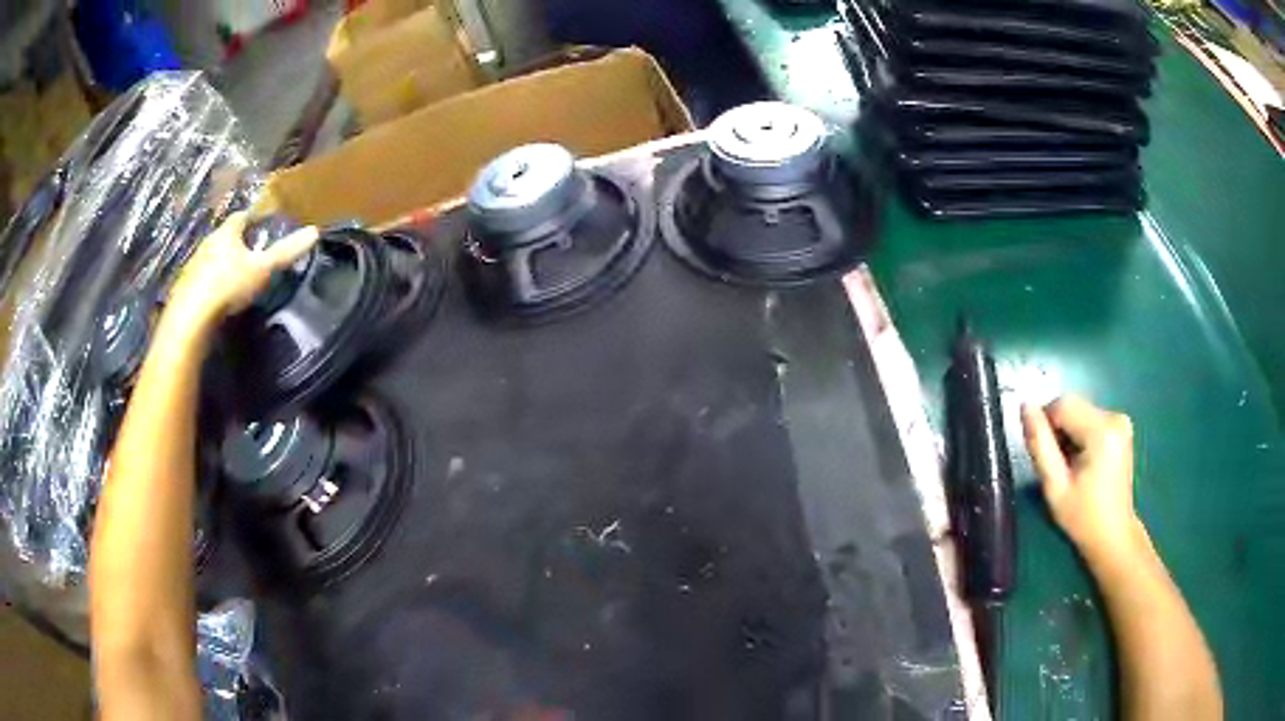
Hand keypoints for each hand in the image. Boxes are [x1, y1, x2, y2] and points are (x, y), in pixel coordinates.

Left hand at [166, 212, 317, 328]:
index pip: (242, 216)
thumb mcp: (262, 269)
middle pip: (225, 237)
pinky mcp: (185, 289)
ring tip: (235, 277)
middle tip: (252, 252)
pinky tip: (218, 297)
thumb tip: (314, 232)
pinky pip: (201, 280)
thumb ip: (285, 252)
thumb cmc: (228, 285)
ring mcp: (193, 266)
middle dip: (237, 242)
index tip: (263, 224)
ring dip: (222, 264)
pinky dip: (210, 284)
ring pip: (212, 258)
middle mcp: (208, 243)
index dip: (253, 218)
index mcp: (227, 233)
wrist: (191, 318)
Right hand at [1022, 395, 1141, 559]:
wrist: (1113, 535)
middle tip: (1057, 466)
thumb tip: (1024, 406)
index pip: (1062, 404)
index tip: (1044, 456)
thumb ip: (1039, 444)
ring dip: (1068, 433)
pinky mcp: (1121, 427)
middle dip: (1058, 430)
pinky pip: (1090, 419)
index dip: (1045, 424)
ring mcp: (1121, 420)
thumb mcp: (1054, 486)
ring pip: (1080, 412)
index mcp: (1101, 430)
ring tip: (1070, 467)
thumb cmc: (1082, 517)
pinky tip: (1082, 461)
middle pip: (1073, 406)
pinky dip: (1080, 435)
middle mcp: (1115, 417)